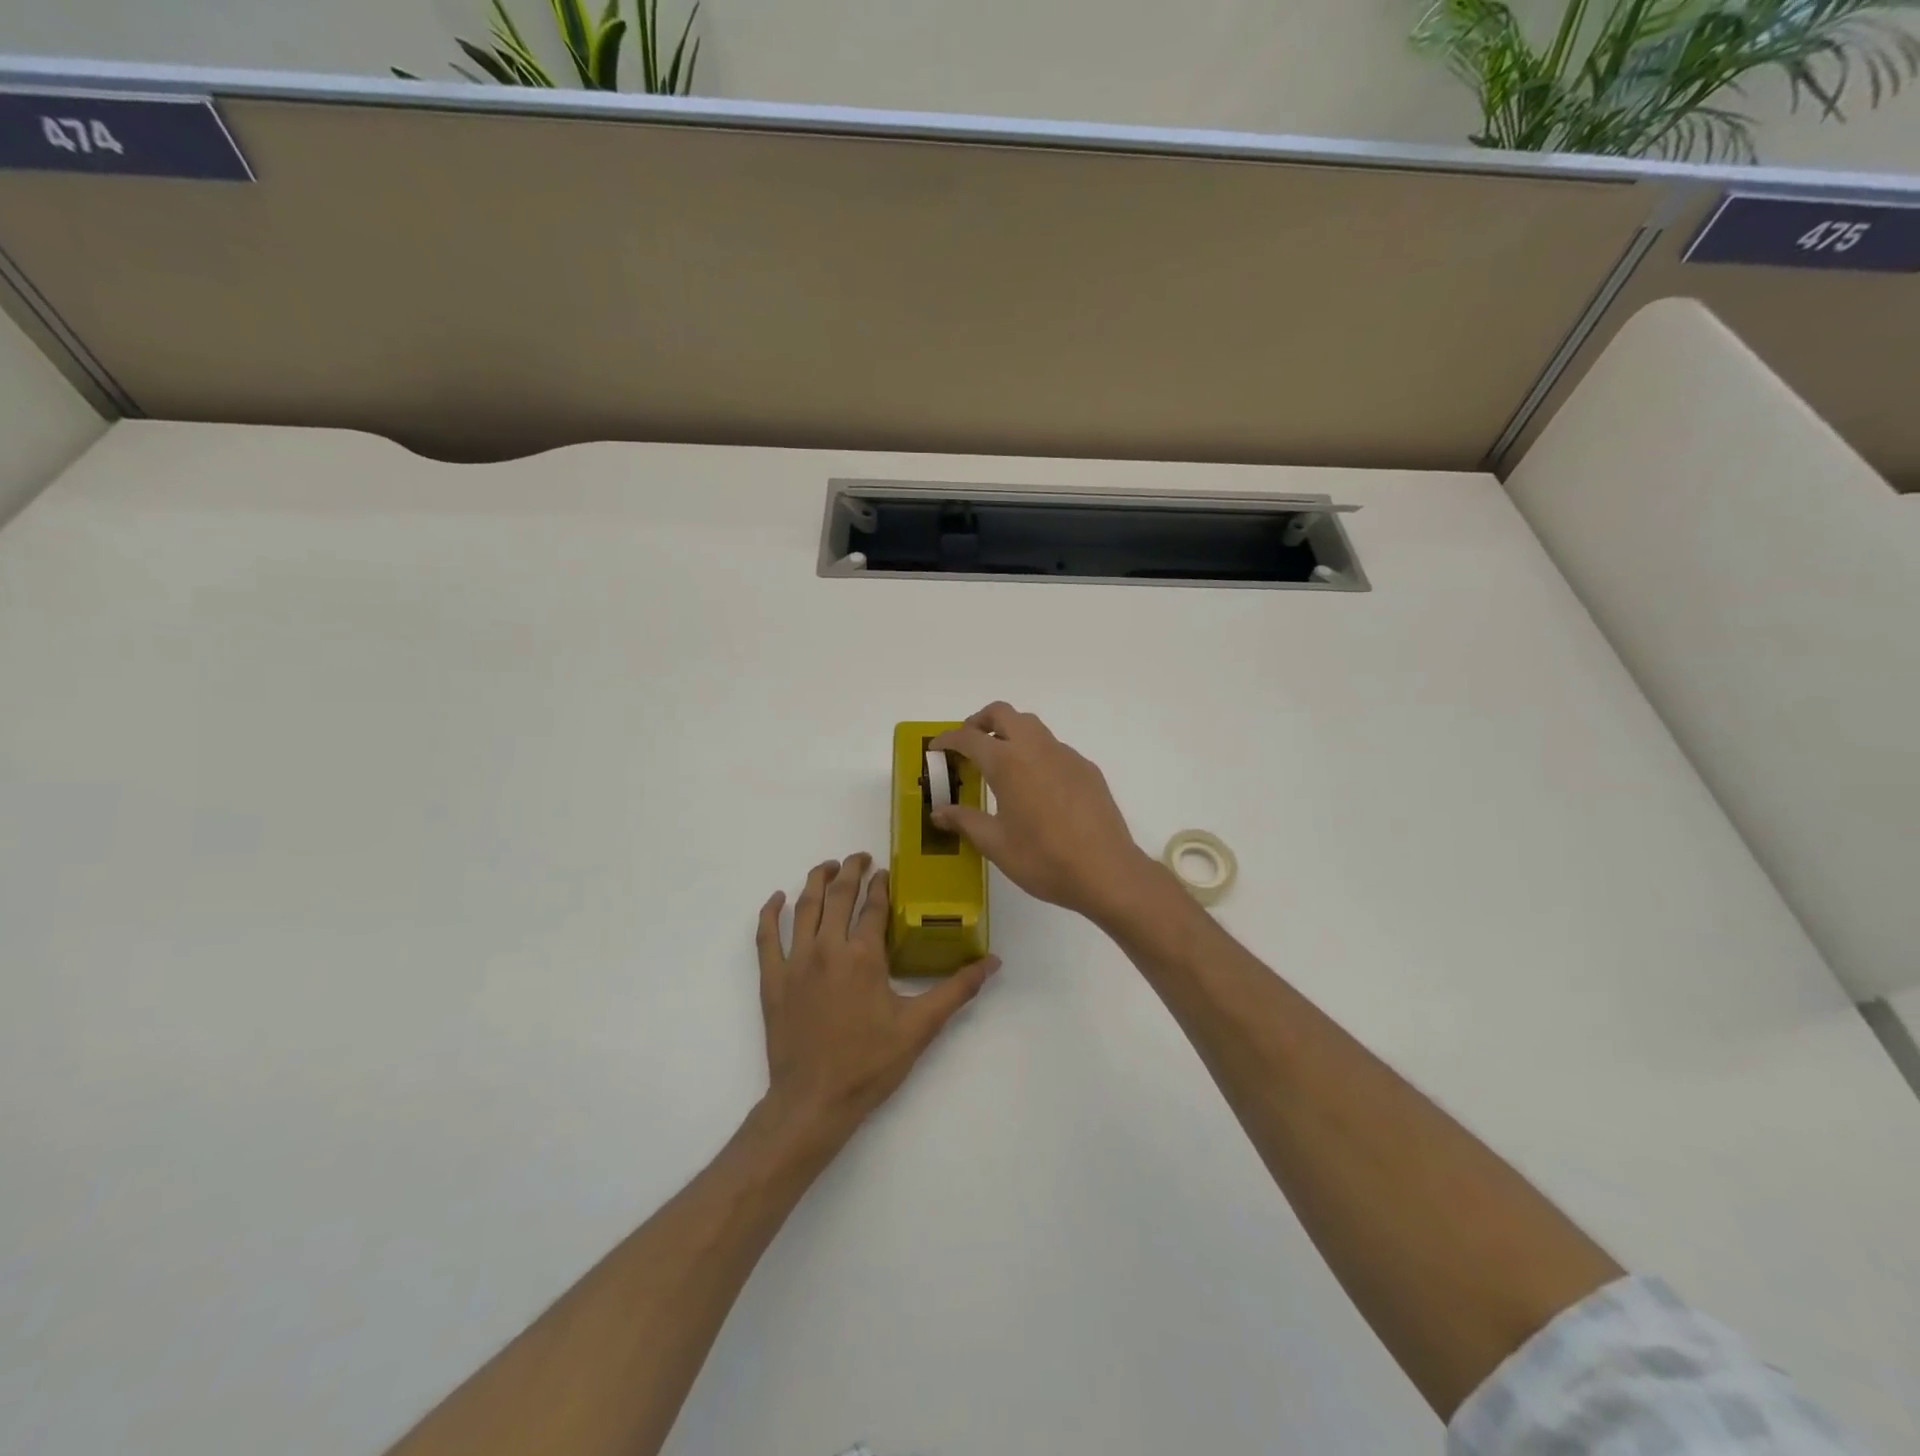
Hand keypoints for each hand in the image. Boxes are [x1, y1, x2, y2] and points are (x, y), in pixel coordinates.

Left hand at [756, 854, 999, 1137]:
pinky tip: (776, 898)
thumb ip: (957, 989)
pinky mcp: (772, 980)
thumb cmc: (869, 1063)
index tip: (885, 872)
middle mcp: (827, 948)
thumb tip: (992, 962)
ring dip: (816, 881)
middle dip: (850, 871)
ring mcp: (794, 962)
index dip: (881, 886)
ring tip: (828, 867)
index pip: (873, 907)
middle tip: (859, 857)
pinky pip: (765, 937)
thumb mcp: (920, 1027)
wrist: (814, 1101)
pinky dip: (769, 914)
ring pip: (804, 908)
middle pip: (838, 896)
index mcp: (863, 956)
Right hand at [931, 703, 1154, 923]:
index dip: (948, 739)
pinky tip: (1036, 787)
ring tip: (1000, 763)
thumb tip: (939, 812)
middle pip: (1003, 713)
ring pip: (1032, 726)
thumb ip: (965, 821)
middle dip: (980, 721)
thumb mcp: (995, 844)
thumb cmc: (1043, 859)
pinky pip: (1054, 748)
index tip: (936, 749)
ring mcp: (1066, 755)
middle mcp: (1036, 748)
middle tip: (968, 745)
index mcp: (1008, 763)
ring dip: (1010, 732)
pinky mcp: (1086, 769)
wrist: (1106, 871)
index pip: (969, 737)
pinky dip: (1035, 753)